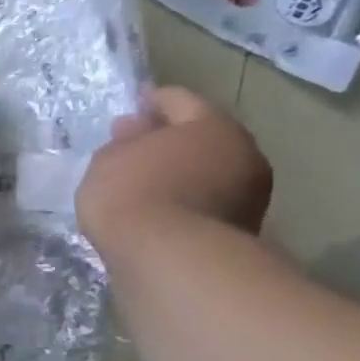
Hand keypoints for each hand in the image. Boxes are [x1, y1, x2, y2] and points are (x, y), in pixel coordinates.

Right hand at [77, 87, 272, 250]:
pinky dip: (184, 201)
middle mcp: (243, 154)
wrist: (169, 260)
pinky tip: (156, 210)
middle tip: (132, 149)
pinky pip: (207, 202)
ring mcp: (250, 195)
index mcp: (213, 126)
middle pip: (201, 136)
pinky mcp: (241, 230)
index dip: (149, 102)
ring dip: (179, 173)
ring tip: (141, 184)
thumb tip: (139, 132)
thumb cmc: (133, 193)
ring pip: (208, 171)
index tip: (128, 110)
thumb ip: (124, 141)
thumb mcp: (109, 158)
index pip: (178, 99)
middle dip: (169, 139)